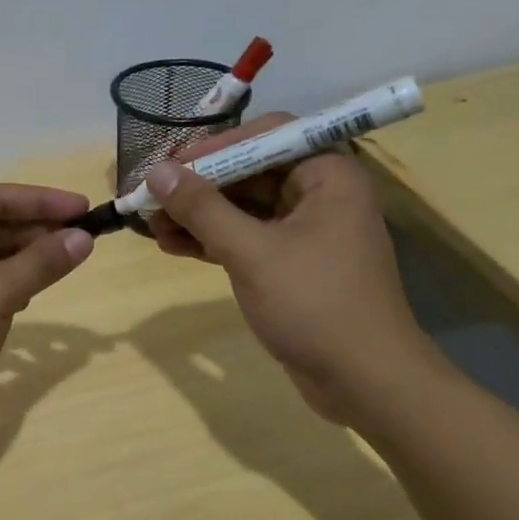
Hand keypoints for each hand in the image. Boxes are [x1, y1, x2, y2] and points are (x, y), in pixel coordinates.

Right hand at [145, 117, 445, 423]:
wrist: (366, 383)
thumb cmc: (314, 304)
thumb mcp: (251, 252)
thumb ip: (202, 208)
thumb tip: (157, 172)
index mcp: (326, 175)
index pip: (266, 135)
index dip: (215, 146)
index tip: (171, 165)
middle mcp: (320, 194)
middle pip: (249, 171)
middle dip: (199, 185)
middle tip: (151, 197)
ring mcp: (307, 231)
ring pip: (243, 207)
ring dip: (198, 215)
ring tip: (152, 227)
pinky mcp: (293, 264)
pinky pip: (247, 238)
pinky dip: (212, 240)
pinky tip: (173, 246)